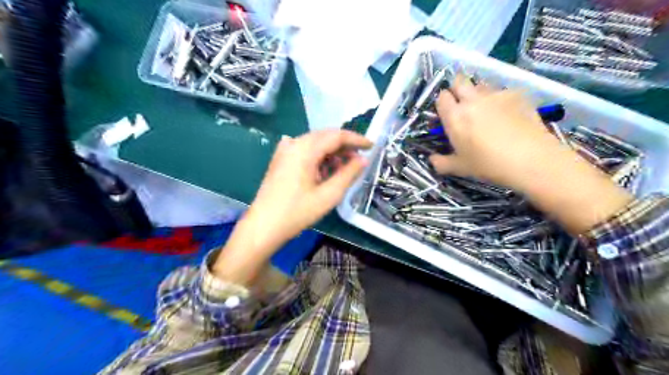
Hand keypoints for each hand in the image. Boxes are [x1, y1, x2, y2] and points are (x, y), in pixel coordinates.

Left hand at [246, 131, 373, 247]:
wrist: (264, 226)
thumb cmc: (297, 212)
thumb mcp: (328, 195)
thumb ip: (348, 174)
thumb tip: (363, 159)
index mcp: (305, 149)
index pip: (336, 136)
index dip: (356, 139)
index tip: (371, 146)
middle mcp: (294, 143)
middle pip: (325, 136)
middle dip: (344, 146)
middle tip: (360, 159)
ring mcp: (284, 150)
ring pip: (315, 143)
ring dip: (332, 152)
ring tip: (344, 168)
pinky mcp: (280, 159)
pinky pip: (304, 151)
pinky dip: (318, 157)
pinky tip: (324, 169)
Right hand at [429, 76, 632, 234]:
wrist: (531, 159)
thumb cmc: (488, 165)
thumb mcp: (460, 168)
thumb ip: (441, 162)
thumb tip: (431, 160)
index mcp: (455, 117)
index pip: (441, 97)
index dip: (443, 103)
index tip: (447, 113)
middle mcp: (472, 100)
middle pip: (459, 81)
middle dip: (458, 88)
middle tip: (463, 104)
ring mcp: (496, 94)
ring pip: (481, 84)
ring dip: (478, 92)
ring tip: (486, 109)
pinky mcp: (517, 94)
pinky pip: (502, 91)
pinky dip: (500, 99)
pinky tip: (508, 114)